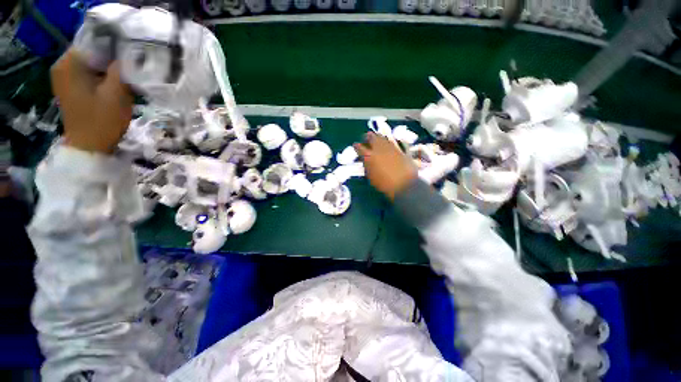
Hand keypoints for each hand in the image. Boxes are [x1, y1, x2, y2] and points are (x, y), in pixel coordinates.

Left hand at [51, 49, 132, 153]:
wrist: (89, 146)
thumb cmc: (102, 121)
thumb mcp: (117, 93)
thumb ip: (121, 70)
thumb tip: (128, 55)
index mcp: (69, 63)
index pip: (96, 42)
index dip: (116, 50)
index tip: (130, 62)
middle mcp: (62, 65)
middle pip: (93, 52)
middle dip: (112, 61)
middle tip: (128, 74)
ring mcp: (64, 77)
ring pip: (92, 64)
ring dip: (108, 71)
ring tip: (121, 83)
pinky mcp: (69, 87)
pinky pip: (88, 74)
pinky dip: (101, 78)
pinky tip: (111, 89)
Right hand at [354, 133, 416, 200]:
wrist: (404, 184)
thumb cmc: (384, 184)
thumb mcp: (371, 177)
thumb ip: (367, 166)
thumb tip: (365, 160)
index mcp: (369, 156)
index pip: (359, 147)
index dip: (356, 146)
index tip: (355, 146)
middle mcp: (378, 148)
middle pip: (371, 137)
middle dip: (367, 137)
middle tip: (366, 139)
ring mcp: (390, 147)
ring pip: (382, 137)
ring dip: (377, 138)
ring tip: (376, 140)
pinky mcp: (399, 148)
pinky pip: (391, 141)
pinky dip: (387, 141)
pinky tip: (386, 144)